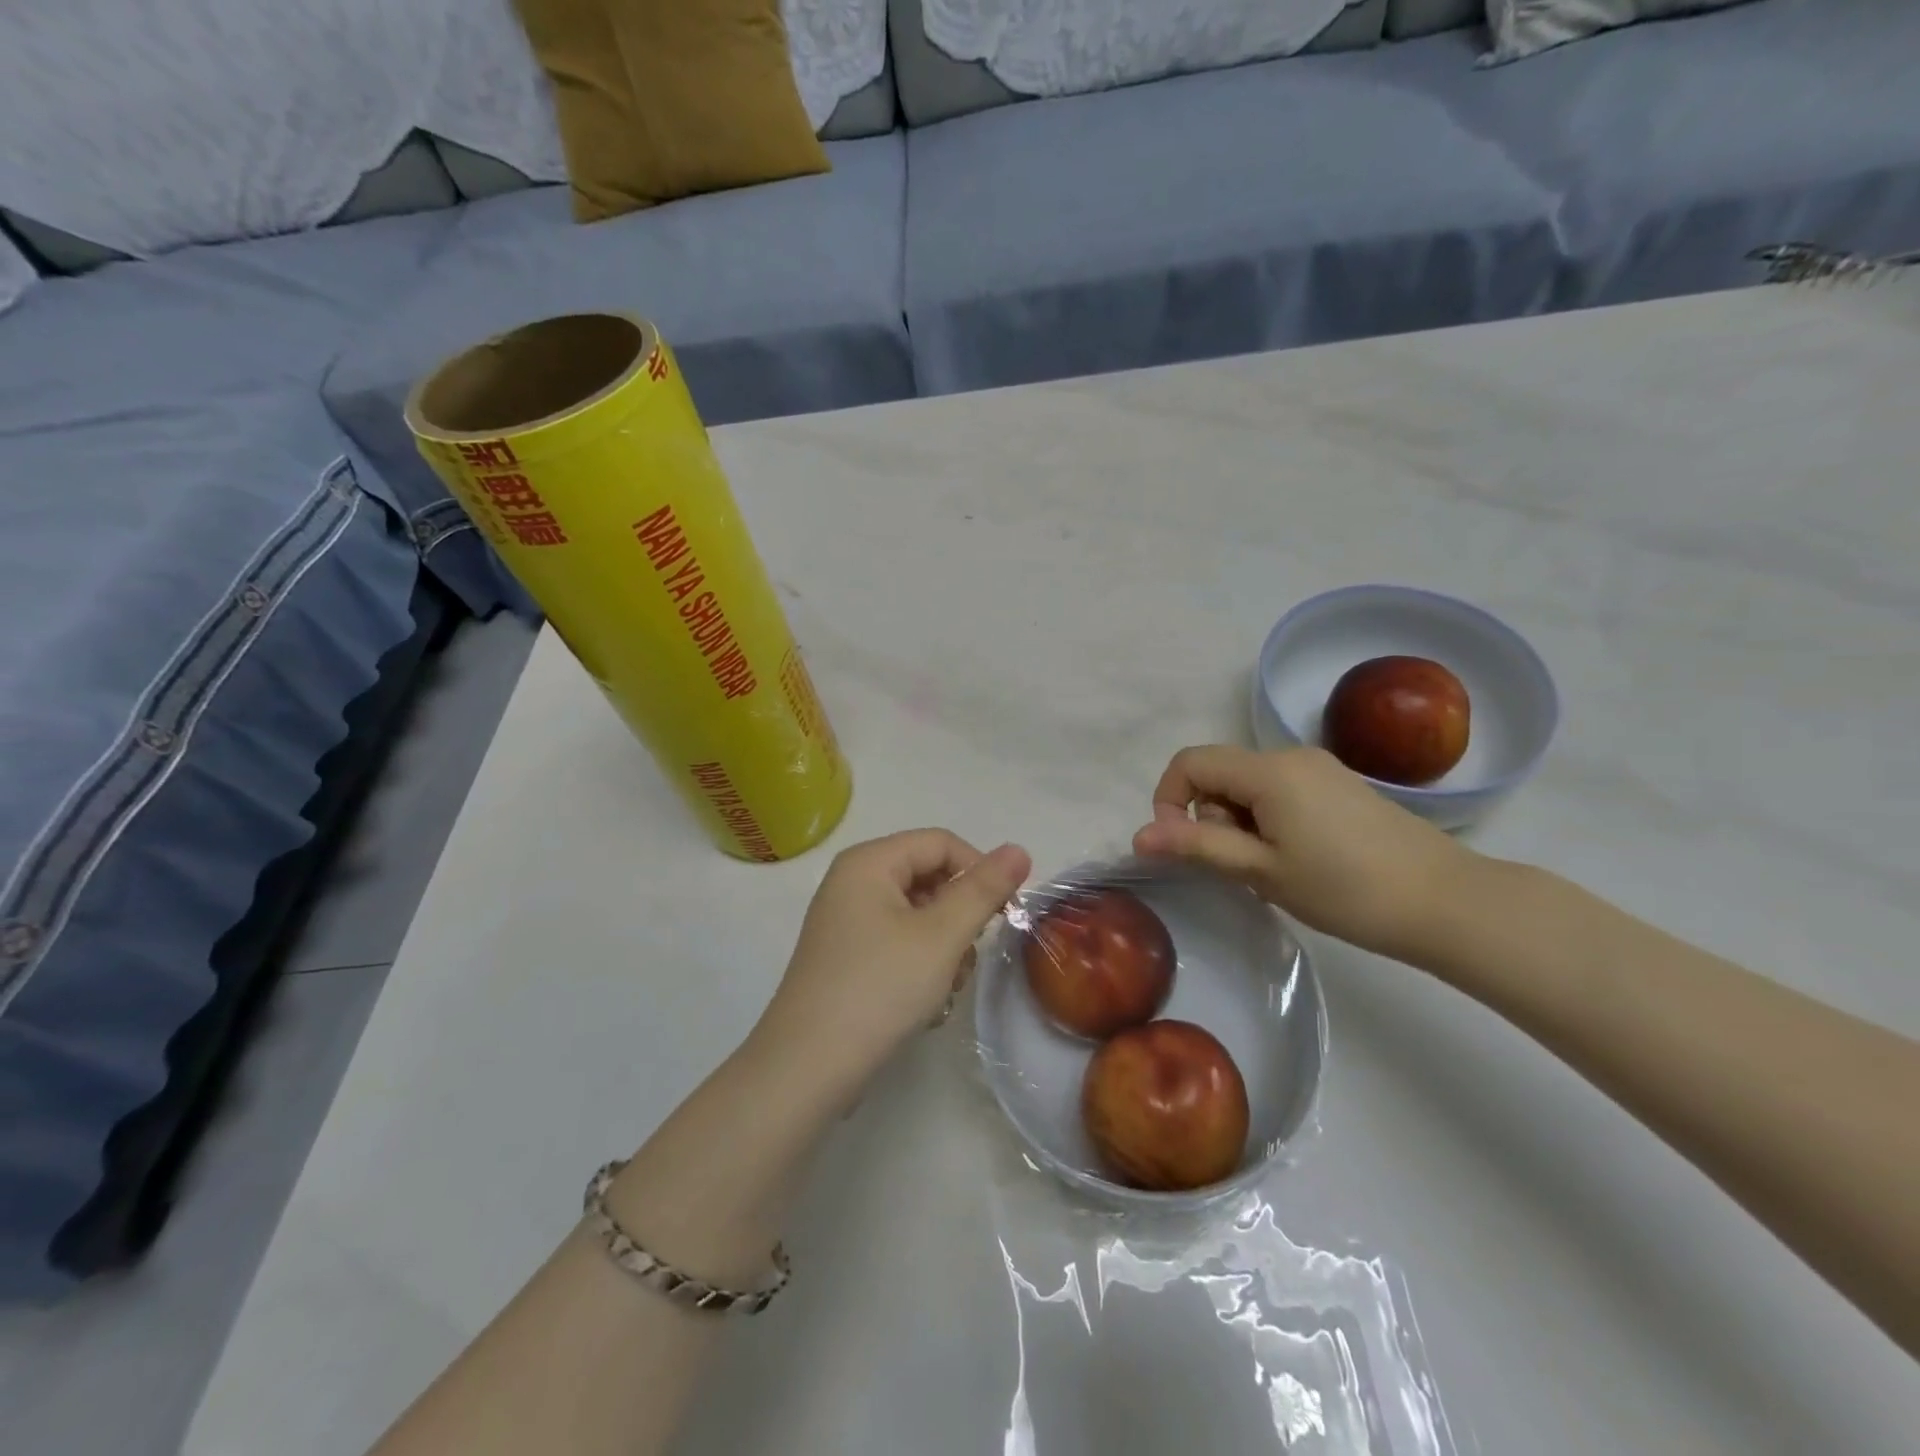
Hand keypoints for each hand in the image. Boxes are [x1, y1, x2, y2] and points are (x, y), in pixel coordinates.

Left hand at [756, 830, 1031, 1096]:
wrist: (807, 1068)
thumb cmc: (879, 988)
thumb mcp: (941, 936)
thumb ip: (983, 890)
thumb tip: (1018, 849)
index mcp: (869, 862)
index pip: (941, 843)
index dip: (979, 870)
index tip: (1004, 914)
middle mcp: (853, 882)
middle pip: (929, 877)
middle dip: (959, 916)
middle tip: (967, 958)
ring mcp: (847, 921)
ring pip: (918, 914)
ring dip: (944, 947)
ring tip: (943, 987)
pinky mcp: (847, 956)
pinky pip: (898, 941)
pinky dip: (920, 964)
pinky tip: (924, 1002)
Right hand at [1132, 745, 1472, 961]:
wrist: (1446, 902)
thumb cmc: (1345, 889)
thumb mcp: (1262, 870)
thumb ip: (1198, 846)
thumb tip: (1139, 835)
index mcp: (1268, 771)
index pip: (1191, 762)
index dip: (1169, 799)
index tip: (1184, 846)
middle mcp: (1291, 756)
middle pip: (1220, 772)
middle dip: (1210, 815)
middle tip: (1240, 866)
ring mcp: (1320, 769)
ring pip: (1249, 784)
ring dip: (1240, 821)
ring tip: (1272, 868)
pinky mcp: (1340, 786)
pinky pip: (1280, 791)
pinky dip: (1268, 819)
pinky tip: (1298, 859)